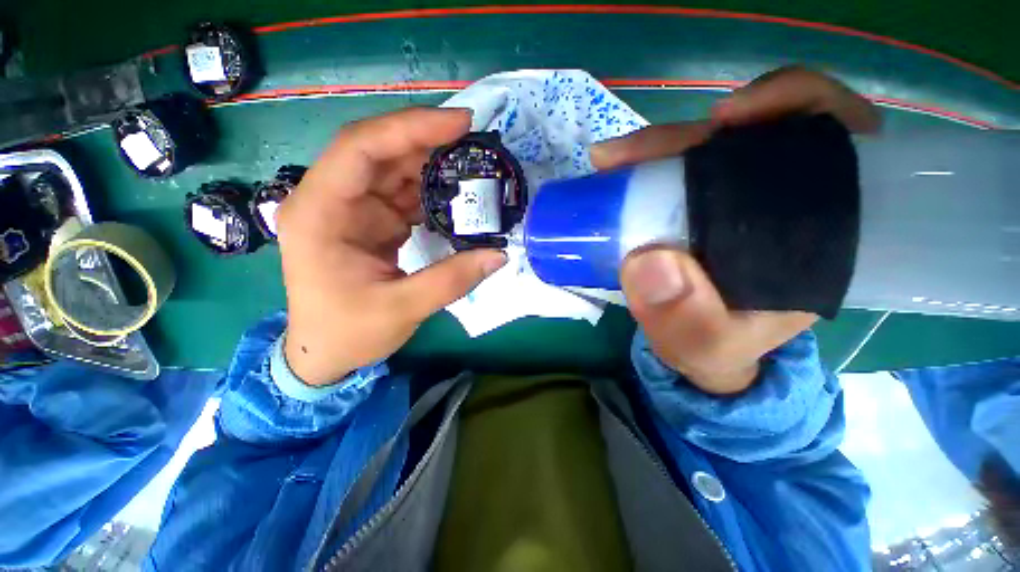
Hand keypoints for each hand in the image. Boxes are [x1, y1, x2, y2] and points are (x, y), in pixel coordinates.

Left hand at [276, 108, 506, 385]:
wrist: (324, 352)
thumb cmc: (348, 332)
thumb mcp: (402, 309)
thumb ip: (452, 280)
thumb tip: (500, 255)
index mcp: (320, 214)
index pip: (361, 149)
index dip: (410, 128)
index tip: (459, 123)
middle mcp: (331, 201)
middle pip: (379, 152)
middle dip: (426, 140)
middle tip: (474, 139)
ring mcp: (352, 210)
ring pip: (393, 171)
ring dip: (432, 165)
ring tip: (473, 164)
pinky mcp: (371, 223)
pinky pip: (402, 195)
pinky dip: (431, 192)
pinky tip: (456, 194)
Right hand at [590, 66, 879, 393]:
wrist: (699, 346)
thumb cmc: (716, 345)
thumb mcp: (704, 347)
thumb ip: (686, 320)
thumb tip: (649, 262)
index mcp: (820, 229)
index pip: (840, 141)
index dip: (795, 107)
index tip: (727, 120)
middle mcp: (785, 199)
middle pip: (755, 132)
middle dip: (691, 135)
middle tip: (629, 155)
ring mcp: (736, 197)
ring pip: (709, 145)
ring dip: (660, 144)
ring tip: (613, 160)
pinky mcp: (702, 203)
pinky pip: (681, 164)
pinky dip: (652, 157)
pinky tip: (624, 166)